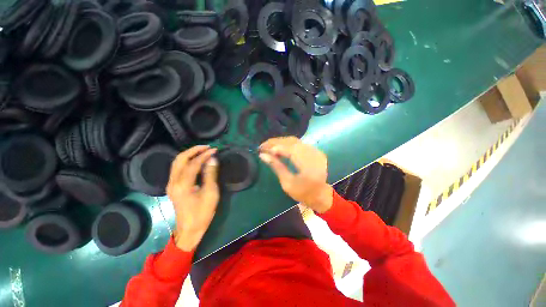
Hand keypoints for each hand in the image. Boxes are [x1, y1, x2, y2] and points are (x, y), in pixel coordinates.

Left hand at [167, 146, 218, 251]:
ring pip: (177, 162)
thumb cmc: (202, 213)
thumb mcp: (210, 193)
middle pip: (180, 159)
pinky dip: (187, 161)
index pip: (193, 163)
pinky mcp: (173, 186)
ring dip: (189, 154)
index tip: (215, 149)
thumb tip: (213, 159)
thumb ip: (210, 174)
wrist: (189, 229)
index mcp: (183, 185)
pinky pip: (177, 168)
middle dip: (193, 150)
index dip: (204, 155)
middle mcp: (173, 182)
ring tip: (202, 151)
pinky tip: (196, 161)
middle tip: (207, 147)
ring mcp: (171, 184)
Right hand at [259, 137, 332, 212]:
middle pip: (292, 141)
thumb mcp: (287, 183)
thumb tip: (262, 155)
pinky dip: (288, 144)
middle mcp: (314, 155)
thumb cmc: (303, 193)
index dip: (274, 146)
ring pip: (295, 140)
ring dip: (281, 142)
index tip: (261, 148)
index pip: (289, 149)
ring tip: (269, 147)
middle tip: (263, 146)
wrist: (320, 196)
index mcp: (308, 166)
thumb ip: (276, 166)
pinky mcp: (315, 151)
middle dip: (275, 142)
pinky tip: (280, 148)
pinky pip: (299, 143)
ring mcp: (316, 151)